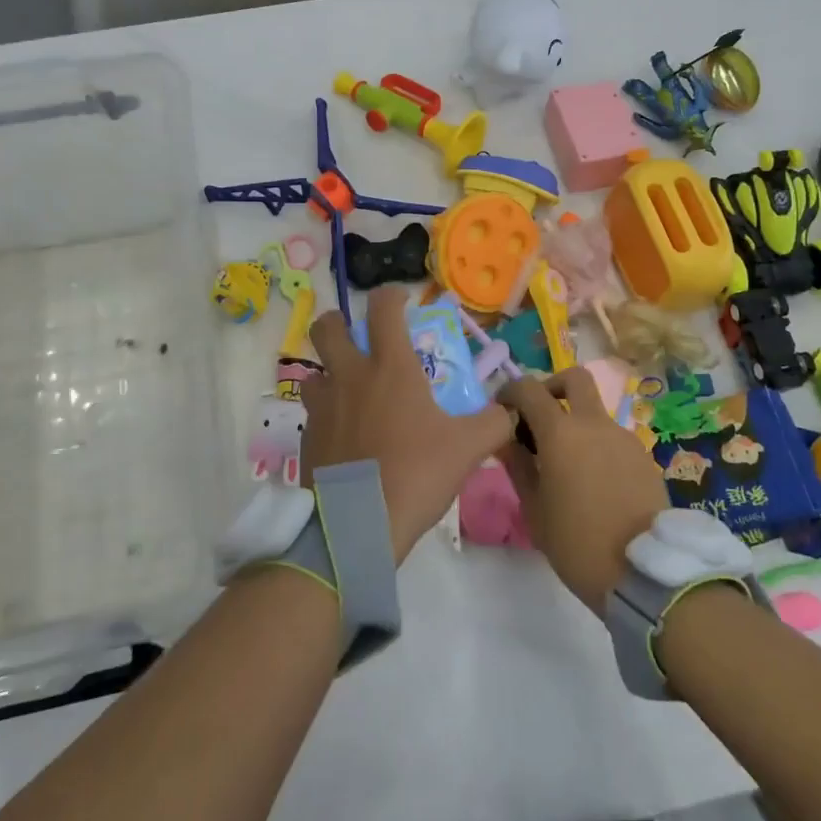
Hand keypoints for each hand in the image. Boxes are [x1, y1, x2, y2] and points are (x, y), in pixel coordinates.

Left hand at [301, 289, 513, 562]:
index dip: (392, 295)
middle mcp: (350, 375)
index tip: (403, 301)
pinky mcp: (306, 435)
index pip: (383, 307)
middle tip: (358, 336)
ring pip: (315, 369)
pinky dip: (327, 411)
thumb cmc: (415, 475)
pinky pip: (313, 410)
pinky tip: (345, 434)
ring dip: (330, 370)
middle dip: (340, 321)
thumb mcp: (467, 448)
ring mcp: (322, 405)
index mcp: (389, 367)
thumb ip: (495, 422)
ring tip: (352, 390)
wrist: (358, 525)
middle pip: (328, 326)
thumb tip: (513, 408)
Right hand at [498, 371, 669, 614]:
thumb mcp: (534, 509)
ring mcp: (624, 438)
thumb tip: (505, 437)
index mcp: (561, 432)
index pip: (529, 389)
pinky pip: (613, 439)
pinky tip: (594, 483)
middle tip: (540, 416)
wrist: (645, 574)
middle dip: (552, 387)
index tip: (503, 410)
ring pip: (595, 412)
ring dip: (576, 423)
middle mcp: (595, 424)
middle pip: (575, 378)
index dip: (511, 392)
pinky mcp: (644, 457)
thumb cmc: (577, 543)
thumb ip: (517, 464)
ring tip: (566, 465)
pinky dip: (597, 446)